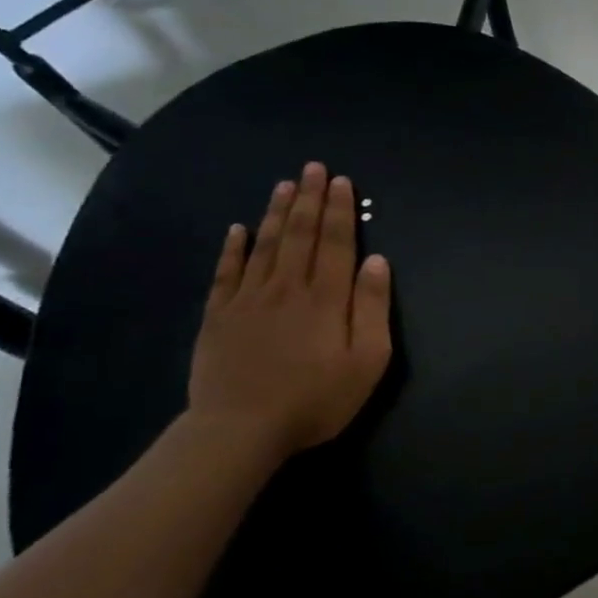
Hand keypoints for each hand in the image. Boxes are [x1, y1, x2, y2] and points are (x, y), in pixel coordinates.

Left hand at [188, 162, 392, 460]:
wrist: (240, 430)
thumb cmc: (316, 399)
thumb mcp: (367, 360)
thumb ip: (373, 308)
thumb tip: (377, 261)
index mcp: (326, 297)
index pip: (336, 243)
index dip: (340, 210)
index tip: (341, 181)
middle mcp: (288, 287)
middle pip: (300, 234)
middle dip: (309, 199)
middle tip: (313, 168)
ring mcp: (249, 299)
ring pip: (265, 245)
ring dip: (276, 212)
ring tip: (284, 184)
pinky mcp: (219, 316)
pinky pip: (226, 272)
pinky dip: (232, 248)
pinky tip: (237, 229)